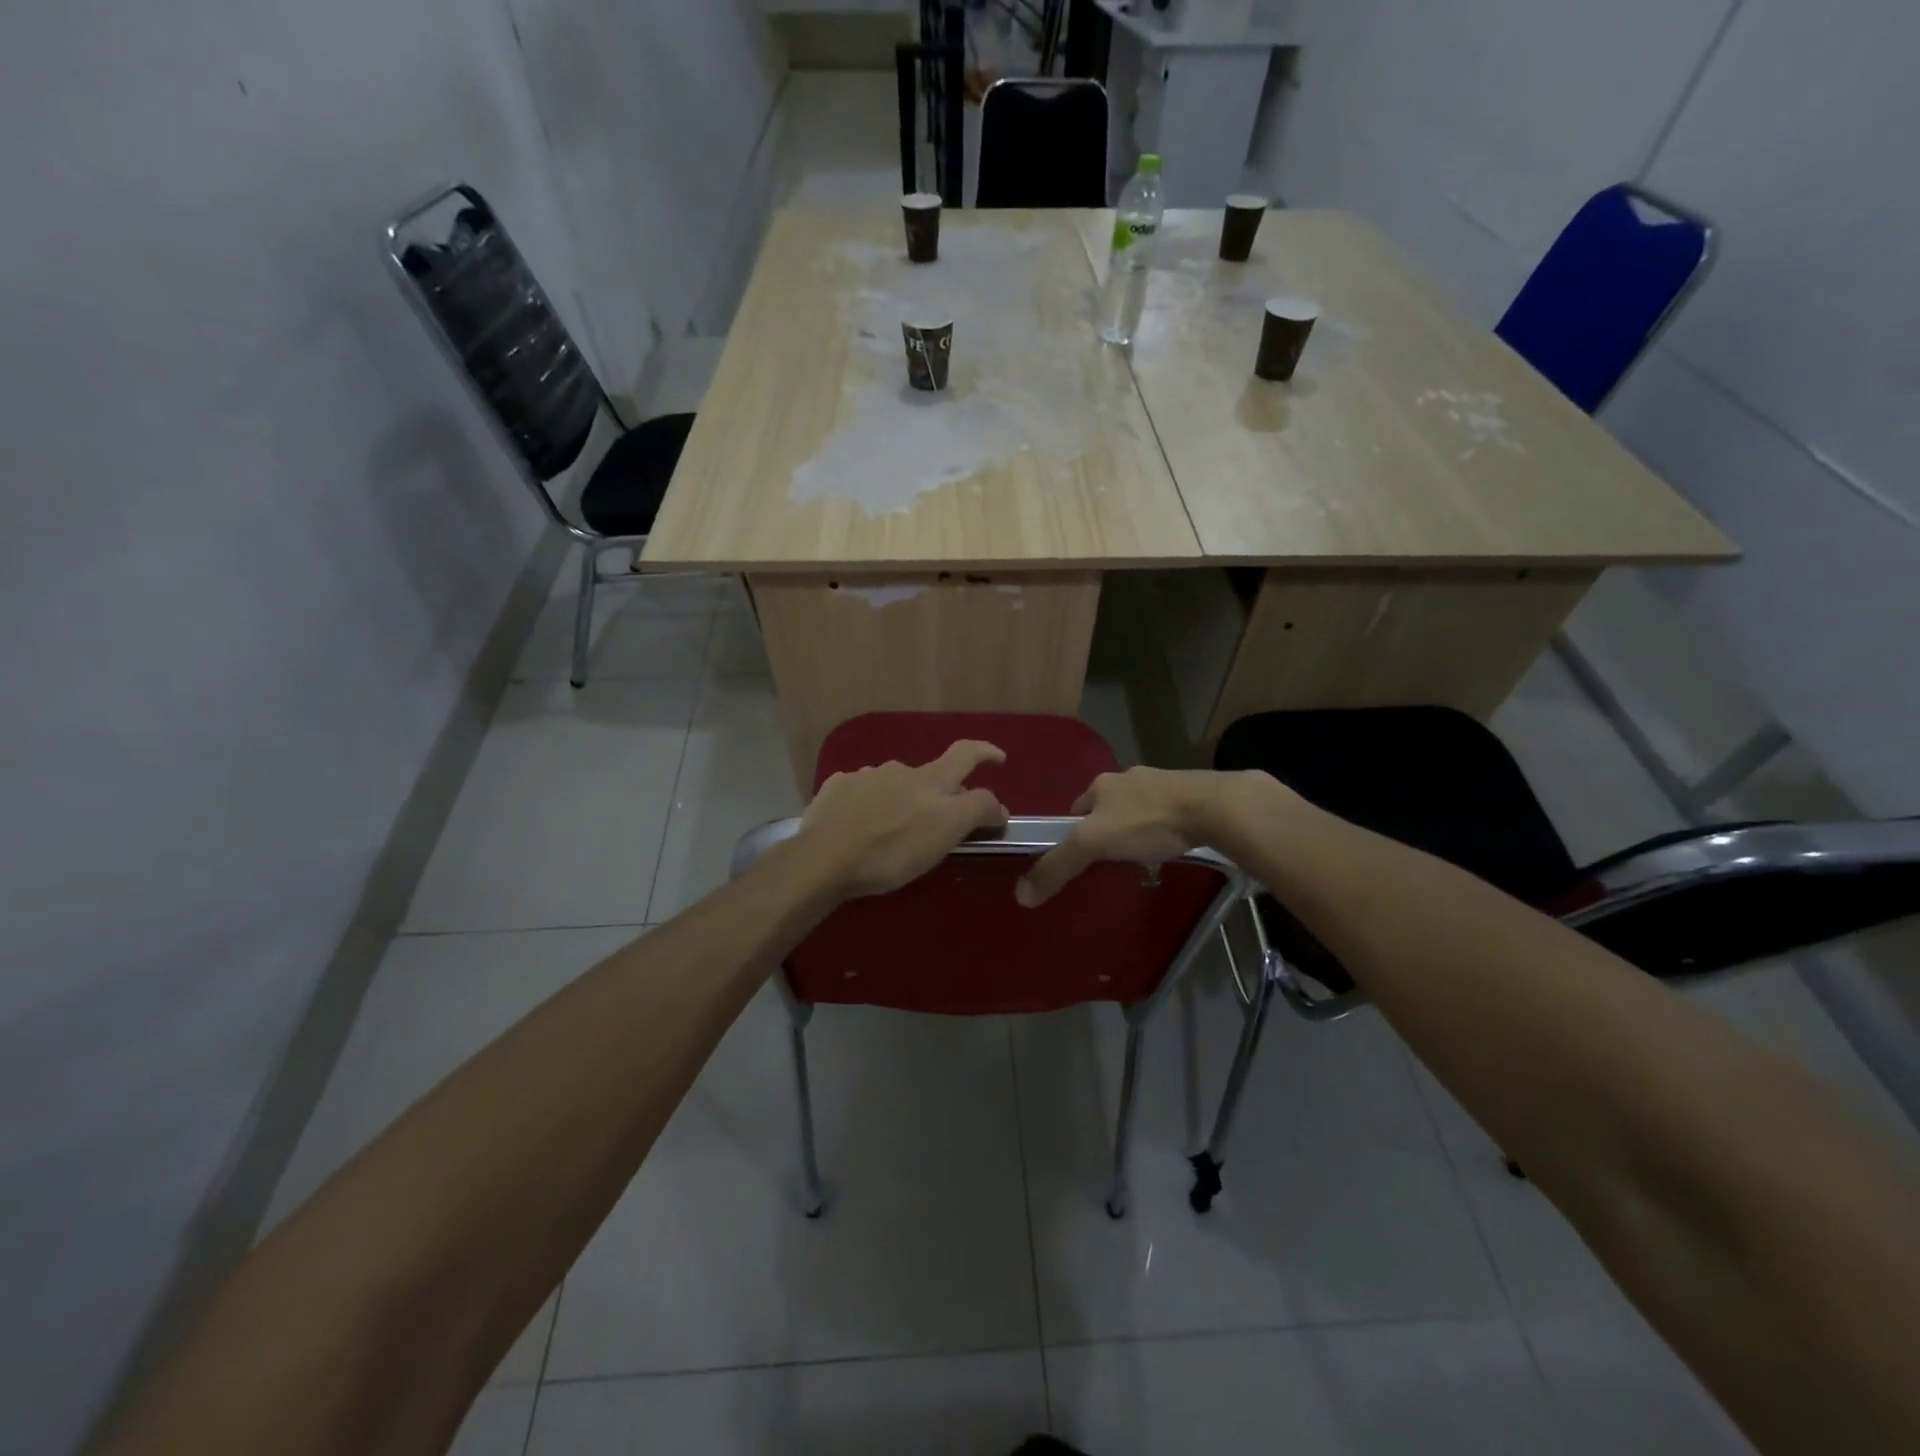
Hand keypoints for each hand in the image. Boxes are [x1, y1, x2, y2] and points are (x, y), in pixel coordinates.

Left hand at [797, 740, 1010, 899]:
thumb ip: (976, 813)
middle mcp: (899, 769)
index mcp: (930, 780)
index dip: (986, 753)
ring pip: (893, 784)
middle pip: (929, 775)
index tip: (998, 759)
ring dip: (900, 800)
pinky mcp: (836, 789)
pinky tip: (860, 826)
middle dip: (938, 792)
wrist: (824, 859)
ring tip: (891, 831)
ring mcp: (864, 776)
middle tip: (936, 821)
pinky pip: (861, 792)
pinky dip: (869, 805)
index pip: (966, 754)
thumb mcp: (945, 834)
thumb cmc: (892, 850)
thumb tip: (997, 806)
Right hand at [1015, 767, 1242, 906]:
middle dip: (1107, 830)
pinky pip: (1167, 813)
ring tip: (1143, 856)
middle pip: (1108, 808)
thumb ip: (1057, 866)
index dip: (1073, 832)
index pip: (1076, 809)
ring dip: (1136, 828)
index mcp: (1102, 784)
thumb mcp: (1093, 844)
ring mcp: (1163, 783)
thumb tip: (1021, 895)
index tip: (1079, 857)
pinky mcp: (1191, 794)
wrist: (1213, 807)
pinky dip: (1164, 829)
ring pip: (1139, 809)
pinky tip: (1171, 847)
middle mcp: (1128, 778)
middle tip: (1111, 860)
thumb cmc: (1146, 821)